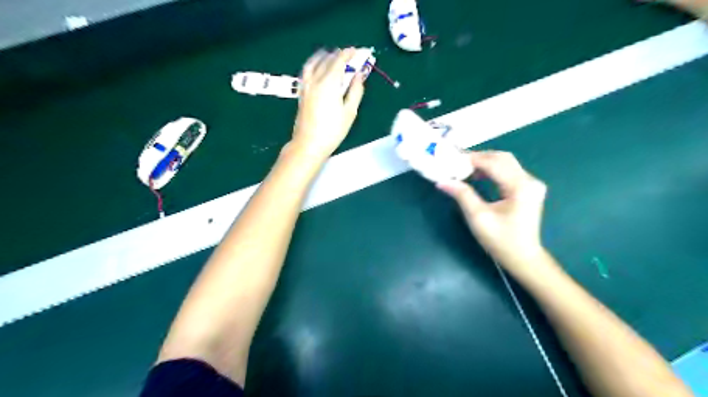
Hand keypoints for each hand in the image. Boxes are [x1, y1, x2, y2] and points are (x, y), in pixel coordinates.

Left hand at [288, 49, 364, 159]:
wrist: (309, 144)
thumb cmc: (332, 131)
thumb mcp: (349, 112)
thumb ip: (355, 91)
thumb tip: (359, 75)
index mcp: (329, 83)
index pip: (339, 61)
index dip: (348, 54)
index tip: (356, 51)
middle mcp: (315, 80)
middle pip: (326, 60)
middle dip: (338, 55)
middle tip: (349, 56)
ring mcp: (306, 86)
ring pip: (313, 63)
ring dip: (323, 57)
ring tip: (331, 56)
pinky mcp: (301, 93)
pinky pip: (307, 71)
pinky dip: (314, 64)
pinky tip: (317, 69)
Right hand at [438, 150, 546, 267]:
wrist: (523, 258)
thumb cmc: (501, 240)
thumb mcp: (478, 217)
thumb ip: (462, 195)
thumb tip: (442, 181)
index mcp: (520, 187)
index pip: (494, 163)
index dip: (471, 159)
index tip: (451, 159)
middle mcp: (529, 181)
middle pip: (502, 158)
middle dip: (478, 157)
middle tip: (456, 162)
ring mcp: (531, 184)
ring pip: (505, 163)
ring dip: (484, 162)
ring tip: (463, 168)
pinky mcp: (528, 189)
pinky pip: (508, 171)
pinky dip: (491, 170)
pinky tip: (478, 175)